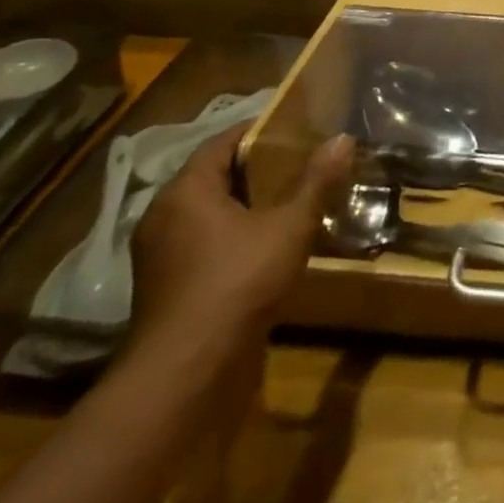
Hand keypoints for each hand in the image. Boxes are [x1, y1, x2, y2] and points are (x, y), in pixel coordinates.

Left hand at [125, 125, 353, 385]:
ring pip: (208, 215)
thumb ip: (317, 182)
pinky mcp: (166, 289)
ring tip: (291, 203)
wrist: (187, 374)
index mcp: (185, 192)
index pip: (221, 142)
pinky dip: (233, 237)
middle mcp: (163, 217)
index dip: (259, 132)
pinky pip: (203, 245)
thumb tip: (344, 139)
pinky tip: (268, 247)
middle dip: (257, 170)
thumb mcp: (290, 227)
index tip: (296, 129)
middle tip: (301, 163)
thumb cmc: (237, 283)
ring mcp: (160, 257)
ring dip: (245, 207)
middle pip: (214, 177)